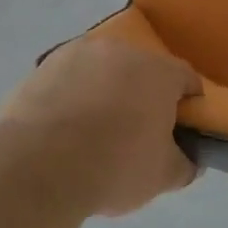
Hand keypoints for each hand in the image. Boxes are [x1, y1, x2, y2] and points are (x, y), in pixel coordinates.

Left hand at [0, 37, 202, 216]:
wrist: (37, 167)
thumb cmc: (114, 167)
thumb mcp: (163, 176)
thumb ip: (185, 164)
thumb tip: (189, 159)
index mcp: (159, 71)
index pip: (186, 79)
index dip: (188, 104)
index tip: (180, 130)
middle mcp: (122, 50)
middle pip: (142, 71)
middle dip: (143, 96)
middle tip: (136, 133)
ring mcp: (78, 54)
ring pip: (103, 72)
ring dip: (105, 92)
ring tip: (93, 132)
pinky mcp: (43, 67)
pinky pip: (69, 81)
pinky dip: (72, 97)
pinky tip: (63, 130)